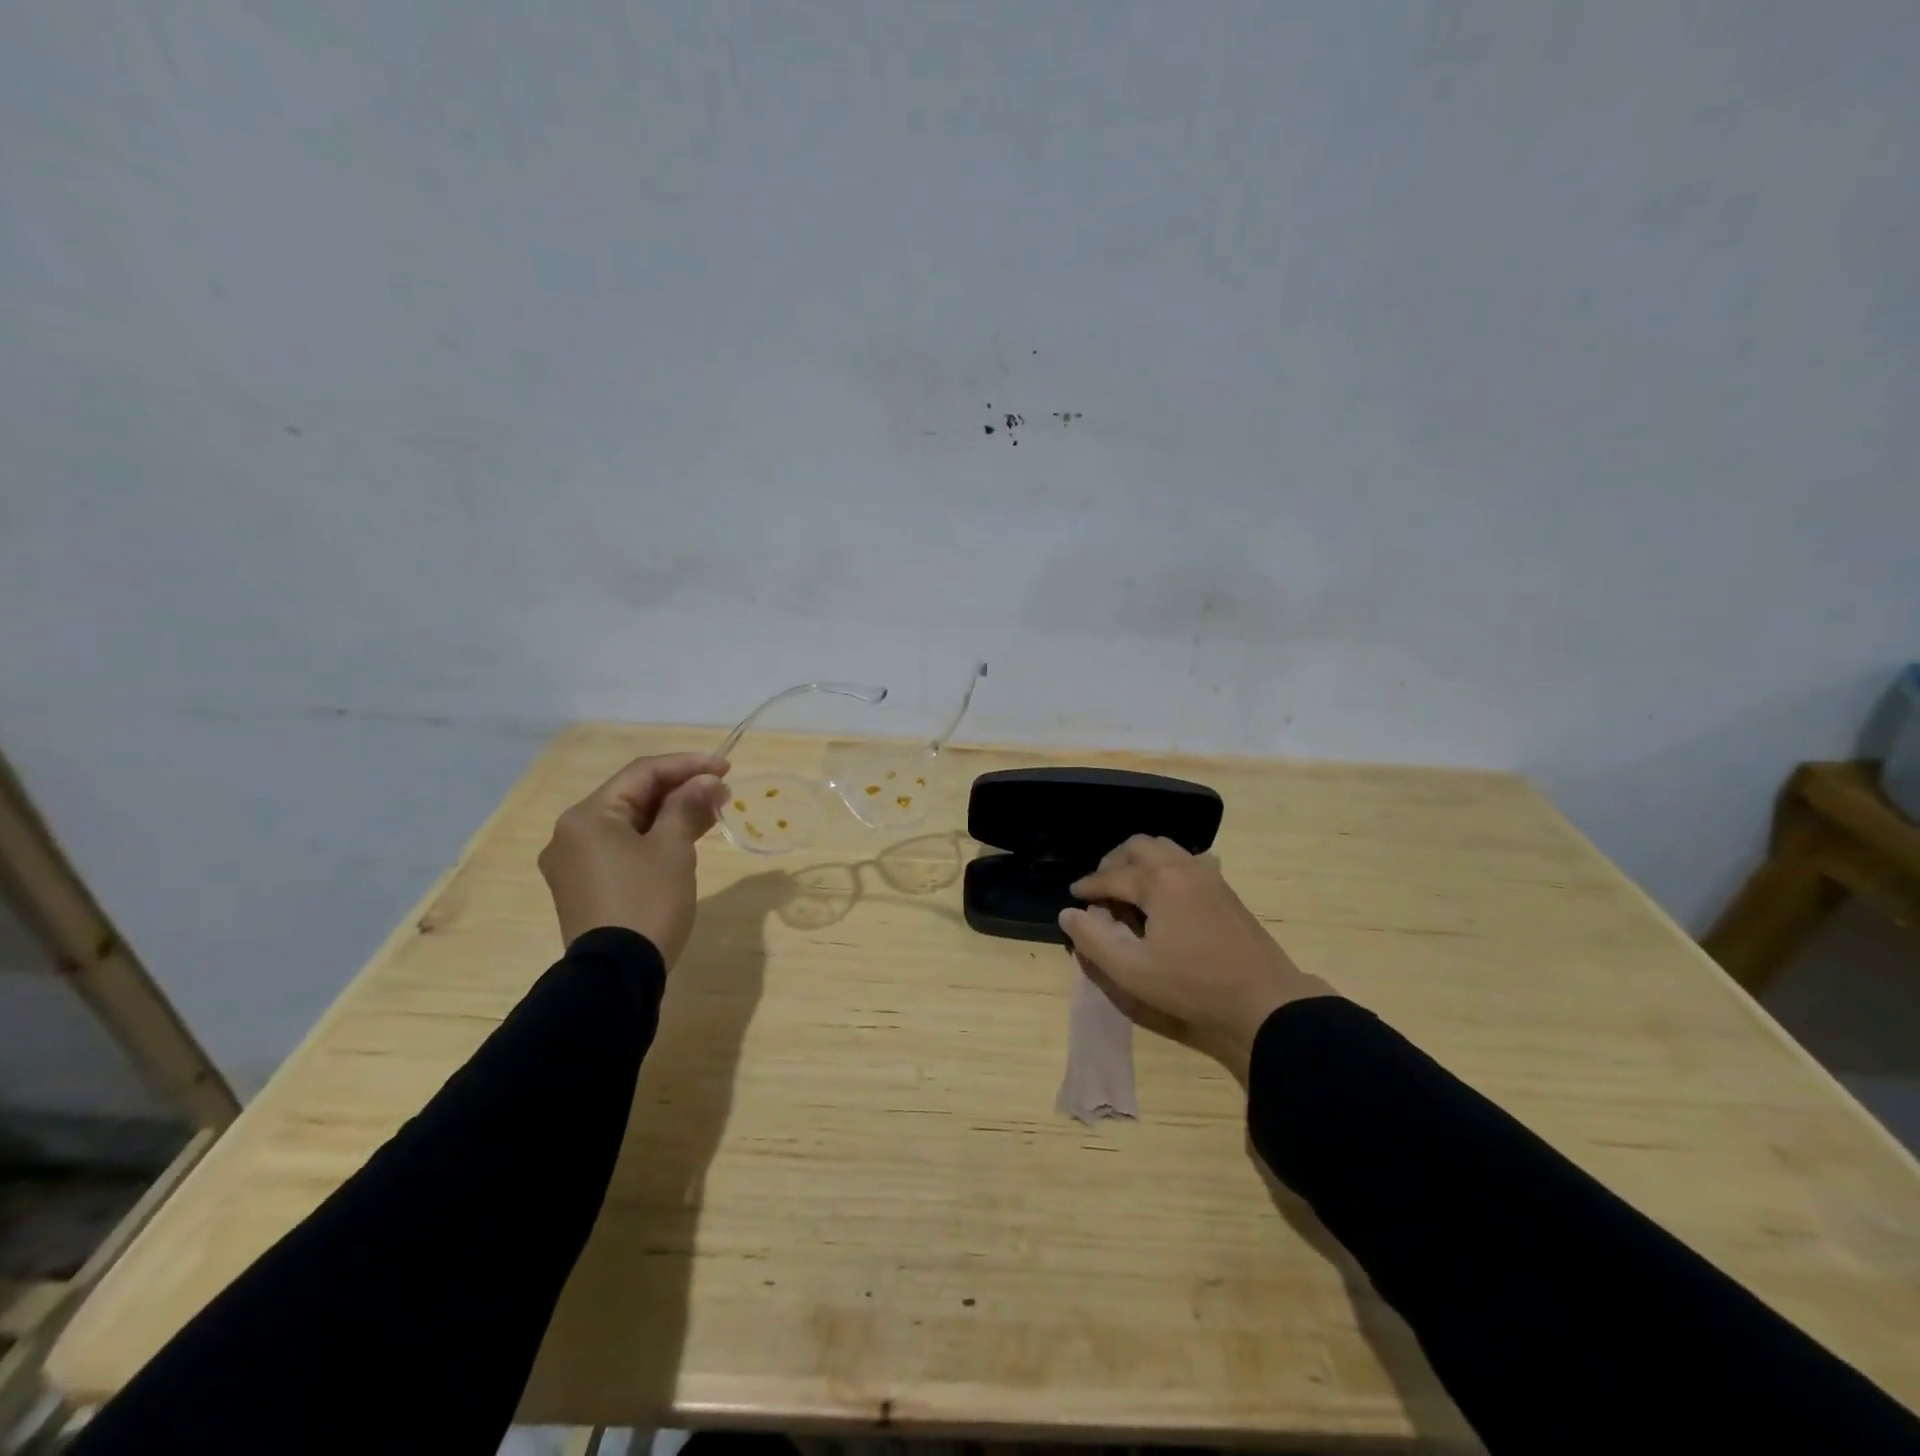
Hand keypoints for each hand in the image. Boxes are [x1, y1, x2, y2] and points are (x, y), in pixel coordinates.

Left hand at [538, 752, 729, 964]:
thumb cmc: (646, 902)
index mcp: (587, 816)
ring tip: (711, 812)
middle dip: (680, 790)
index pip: (642, 773)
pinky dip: (653, 838)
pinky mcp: (584, 886)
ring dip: (669, 813)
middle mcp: (571, 833)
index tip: (726, 768)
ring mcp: (574, 862)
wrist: (616, 976)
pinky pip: (621, 847)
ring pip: (628, 823)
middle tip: (721, 791)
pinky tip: (684, 838)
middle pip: (632, 796)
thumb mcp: (673, 849)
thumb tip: (707, 781)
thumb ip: (688, 806)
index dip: (687, 765)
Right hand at [1059, 835, 1334, 1082]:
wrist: (1264, 1000)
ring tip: (1128, 889)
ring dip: (1139, 861)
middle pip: (1138, 846)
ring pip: (1164, 848)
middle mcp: (1182, 866)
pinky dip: (1164, 866)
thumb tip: (1069, 912)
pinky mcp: (1224, 888)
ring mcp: (1207, 874)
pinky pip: (1186, 860)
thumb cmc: (1193, 985)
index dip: (1089, 886)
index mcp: (1158, 881)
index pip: (1112, 875)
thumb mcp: (1133, 970)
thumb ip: (1093, 939)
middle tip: (1100, 889)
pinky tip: (1164, 893)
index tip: (1074, 896)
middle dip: (1113, 863)